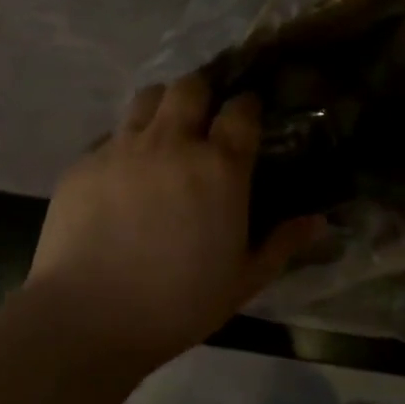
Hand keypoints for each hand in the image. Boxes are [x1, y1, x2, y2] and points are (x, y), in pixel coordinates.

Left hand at [23, 73, 320, 366]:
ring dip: (161, 107)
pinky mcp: (84, 162)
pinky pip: (110, 135)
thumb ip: (283, 244)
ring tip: (163, 134)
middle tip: (203, 118)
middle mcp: (172, 143)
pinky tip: (122, 174)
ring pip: (147, 98)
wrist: (89, 317)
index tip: (248, 113)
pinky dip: (123, 143)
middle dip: (202, 93)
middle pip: (190, 87)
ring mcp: (123, 148)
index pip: (241, 110)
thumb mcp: (243, 281)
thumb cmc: (178, 303)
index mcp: (219, 168)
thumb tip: (319, 221)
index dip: (247, 105)